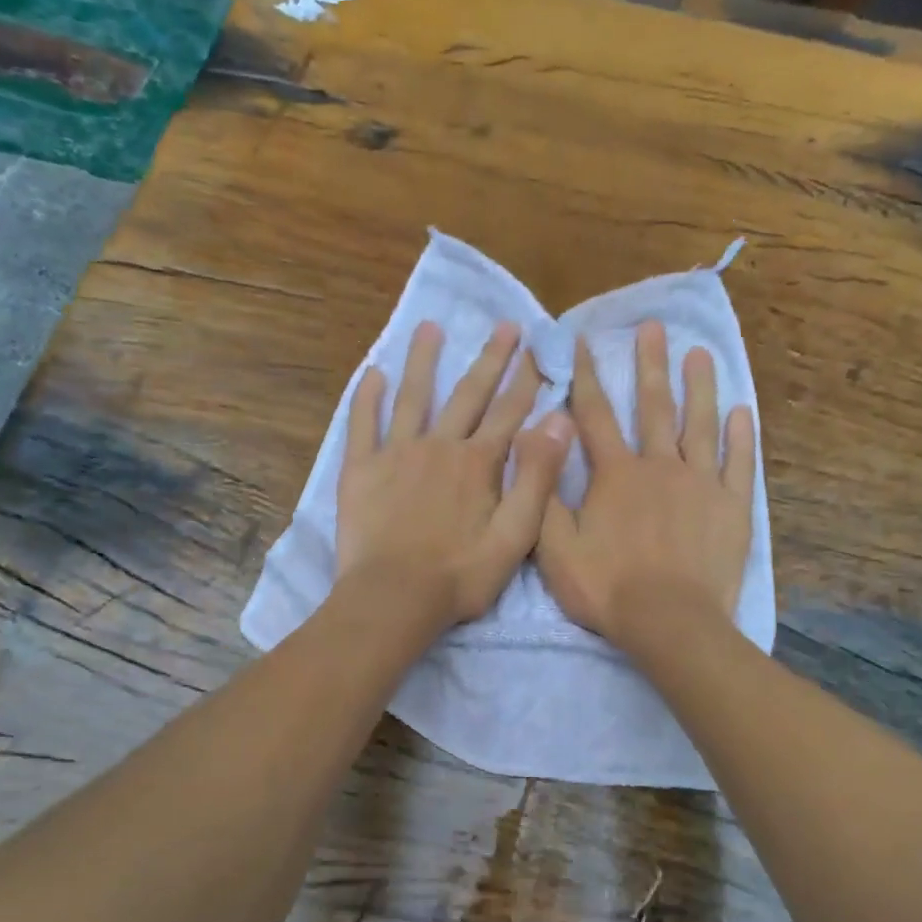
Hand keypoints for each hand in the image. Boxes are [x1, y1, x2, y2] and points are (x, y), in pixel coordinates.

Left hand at [337, 321, 574, 631]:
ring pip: (414, 397)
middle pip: (468, 395)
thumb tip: (559, 421)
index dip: (526, 381)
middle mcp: (440, 446)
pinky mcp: (361, 469)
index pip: (509, 413)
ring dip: (424, 361)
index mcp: (478, 464)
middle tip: (504, 325)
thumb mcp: (515, 535)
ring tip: (430, 327)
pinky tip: (373, 373)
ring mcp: (397, 454)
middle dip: (490, 359)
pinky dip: (367, 397)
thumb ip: (538, 477)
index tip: (537, 349)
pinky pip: (363, 424)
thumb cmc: (460, 575)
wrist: (394, 597)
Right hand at [537, 320, 754, 649]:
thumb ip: (544, 495)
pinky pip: (739, 463)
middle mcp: (659, 466)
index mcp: (615, 474)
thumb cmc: (608, 588)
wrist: (670, 622)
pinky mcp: (731, 506)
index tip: (584, 340)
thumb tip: (540, 442)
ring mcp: (701, 484)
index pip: (596, 415)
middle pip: (654, 407)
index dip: (587, 375)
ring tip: (700, 354)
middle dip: (650, 364)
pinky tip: (741, 411)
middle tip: (653, 327)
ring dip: (699, 387)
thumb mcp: (554, 549)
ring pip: (700, 425)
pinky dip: (741, 436)